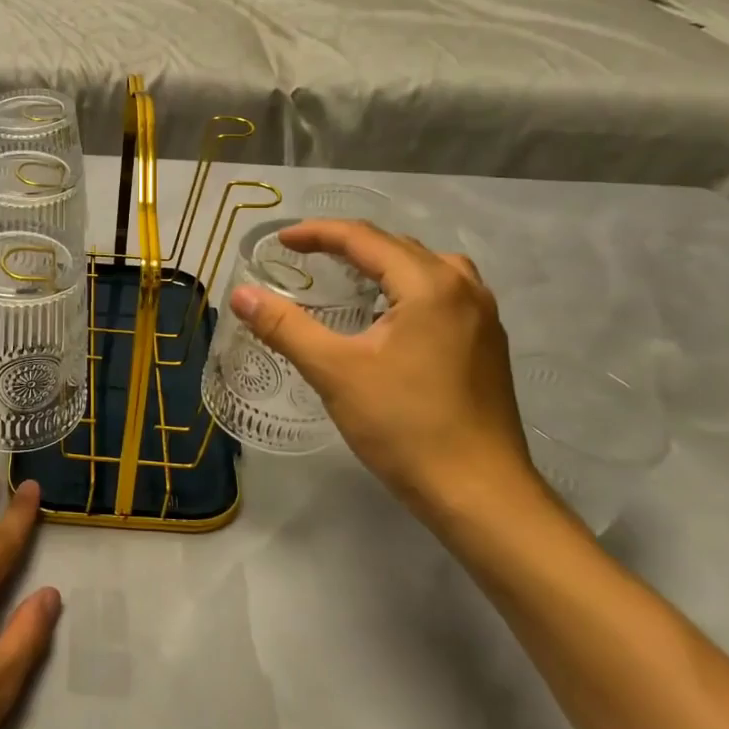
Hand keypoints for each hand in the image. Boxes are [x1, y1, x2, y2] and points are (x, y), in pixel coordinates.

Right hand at [230, 218, 542, 524]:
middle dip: (348, 245)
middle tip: (306, 257)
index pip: (364, 238)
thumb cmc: (405, 427)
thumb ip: (285, 326)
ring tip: (349, 277)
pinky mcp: (488, 344)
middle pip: (398, 246)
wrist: (481, 495)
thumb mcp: (334, 372)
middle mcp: (463, 288)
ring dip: (383, 263)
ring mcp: (483, 317)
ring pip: (427, 267)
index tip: (280, 241)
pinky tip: (389, 316)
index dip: (317, 233)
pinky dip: (408, 287)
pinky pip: (444, 292)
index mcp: (428, 285)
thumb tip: (240, 294)